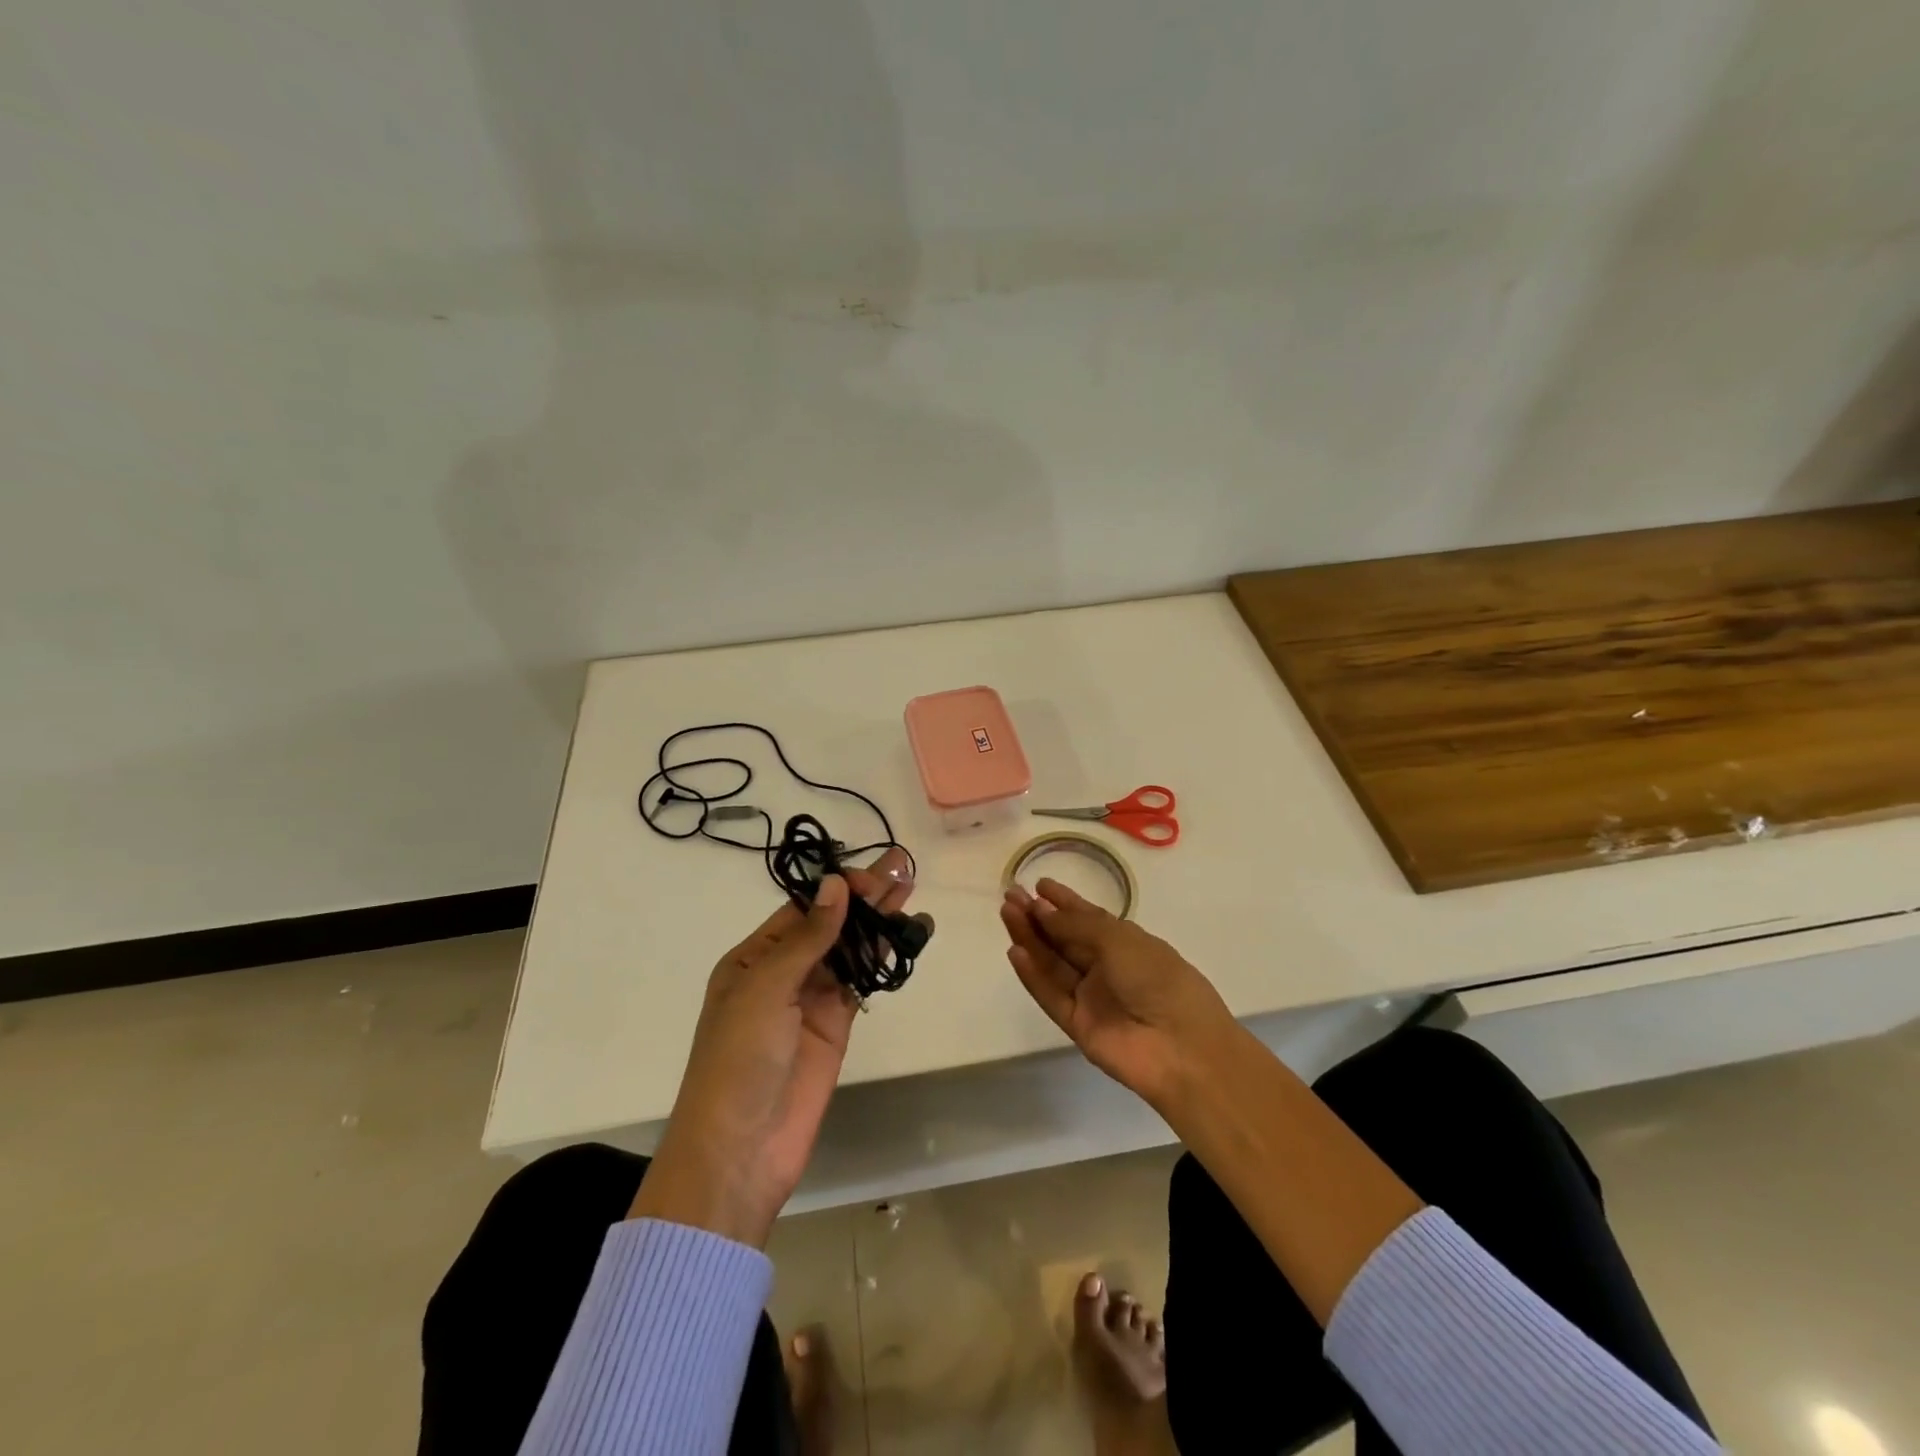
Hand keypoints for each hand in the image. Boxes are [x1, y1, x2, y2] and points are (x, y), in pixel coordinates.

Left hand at [630, 850, 913, 1246]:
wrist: (741, 1149)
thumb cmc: (739, 1058)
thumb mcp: (766, 989)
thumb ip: (808, 938)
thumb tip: (836, 885)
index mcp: (753, 959)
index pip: (801, 910)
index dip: (837, 889)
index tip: (872, 876)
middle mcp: (783, 973)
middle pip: (830, 924)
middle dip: (864, 897)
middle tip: (903, 868)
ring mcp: (812, 1000)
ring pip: (851, 950)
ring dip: (878, 921)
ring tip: (911, 890)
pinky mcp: (837, 1026)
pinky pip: (863, 982)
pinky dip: (884, 959)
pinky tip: (908, 936)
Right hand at [1000, 879, 1235, 1107]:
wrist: (1181, 1047)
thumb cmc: (1158, 979)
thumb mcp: (1119, 940)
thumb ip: (1075, 926)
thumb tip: (1042, 910)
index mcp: (1127, 943)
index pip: (1088, 917)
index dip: (1063, 901)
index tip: (1038, 885)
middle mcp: (1107, 968)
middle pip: (1065, 939)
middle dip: (1038, 917)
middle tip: (1011, 896)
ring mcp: (1091, 997)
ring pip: (1053, 963)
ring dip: (1030, 939)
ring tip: (1006, 913)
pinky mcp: (1078, 1025)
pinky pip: (1051, 995)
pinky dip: (1032, 974)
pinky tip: (1015, 951)